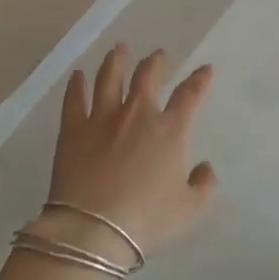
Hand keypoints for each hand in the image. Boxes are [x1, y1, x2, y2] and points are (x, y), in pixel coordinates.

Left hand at [40, 45, 218, 263]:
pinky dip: (76, 85)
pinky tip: (77, 75)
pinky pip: (74, 99)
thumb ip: (204, 185)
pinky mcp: (73, 129)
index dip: (200, 80)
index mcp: (170, 131)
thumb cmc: (147, 221)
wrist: (94, 229)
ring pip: (109, 78)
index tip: (205, 69)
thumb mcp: (189, 210)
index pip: (190, 95)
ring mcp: (102, 118)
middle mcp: (137, 114)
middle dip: (156, 62)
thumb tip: (205, 167)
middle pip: (147, 76)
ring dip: (116, 61)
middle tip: (159, 56)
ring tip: (119, 50)